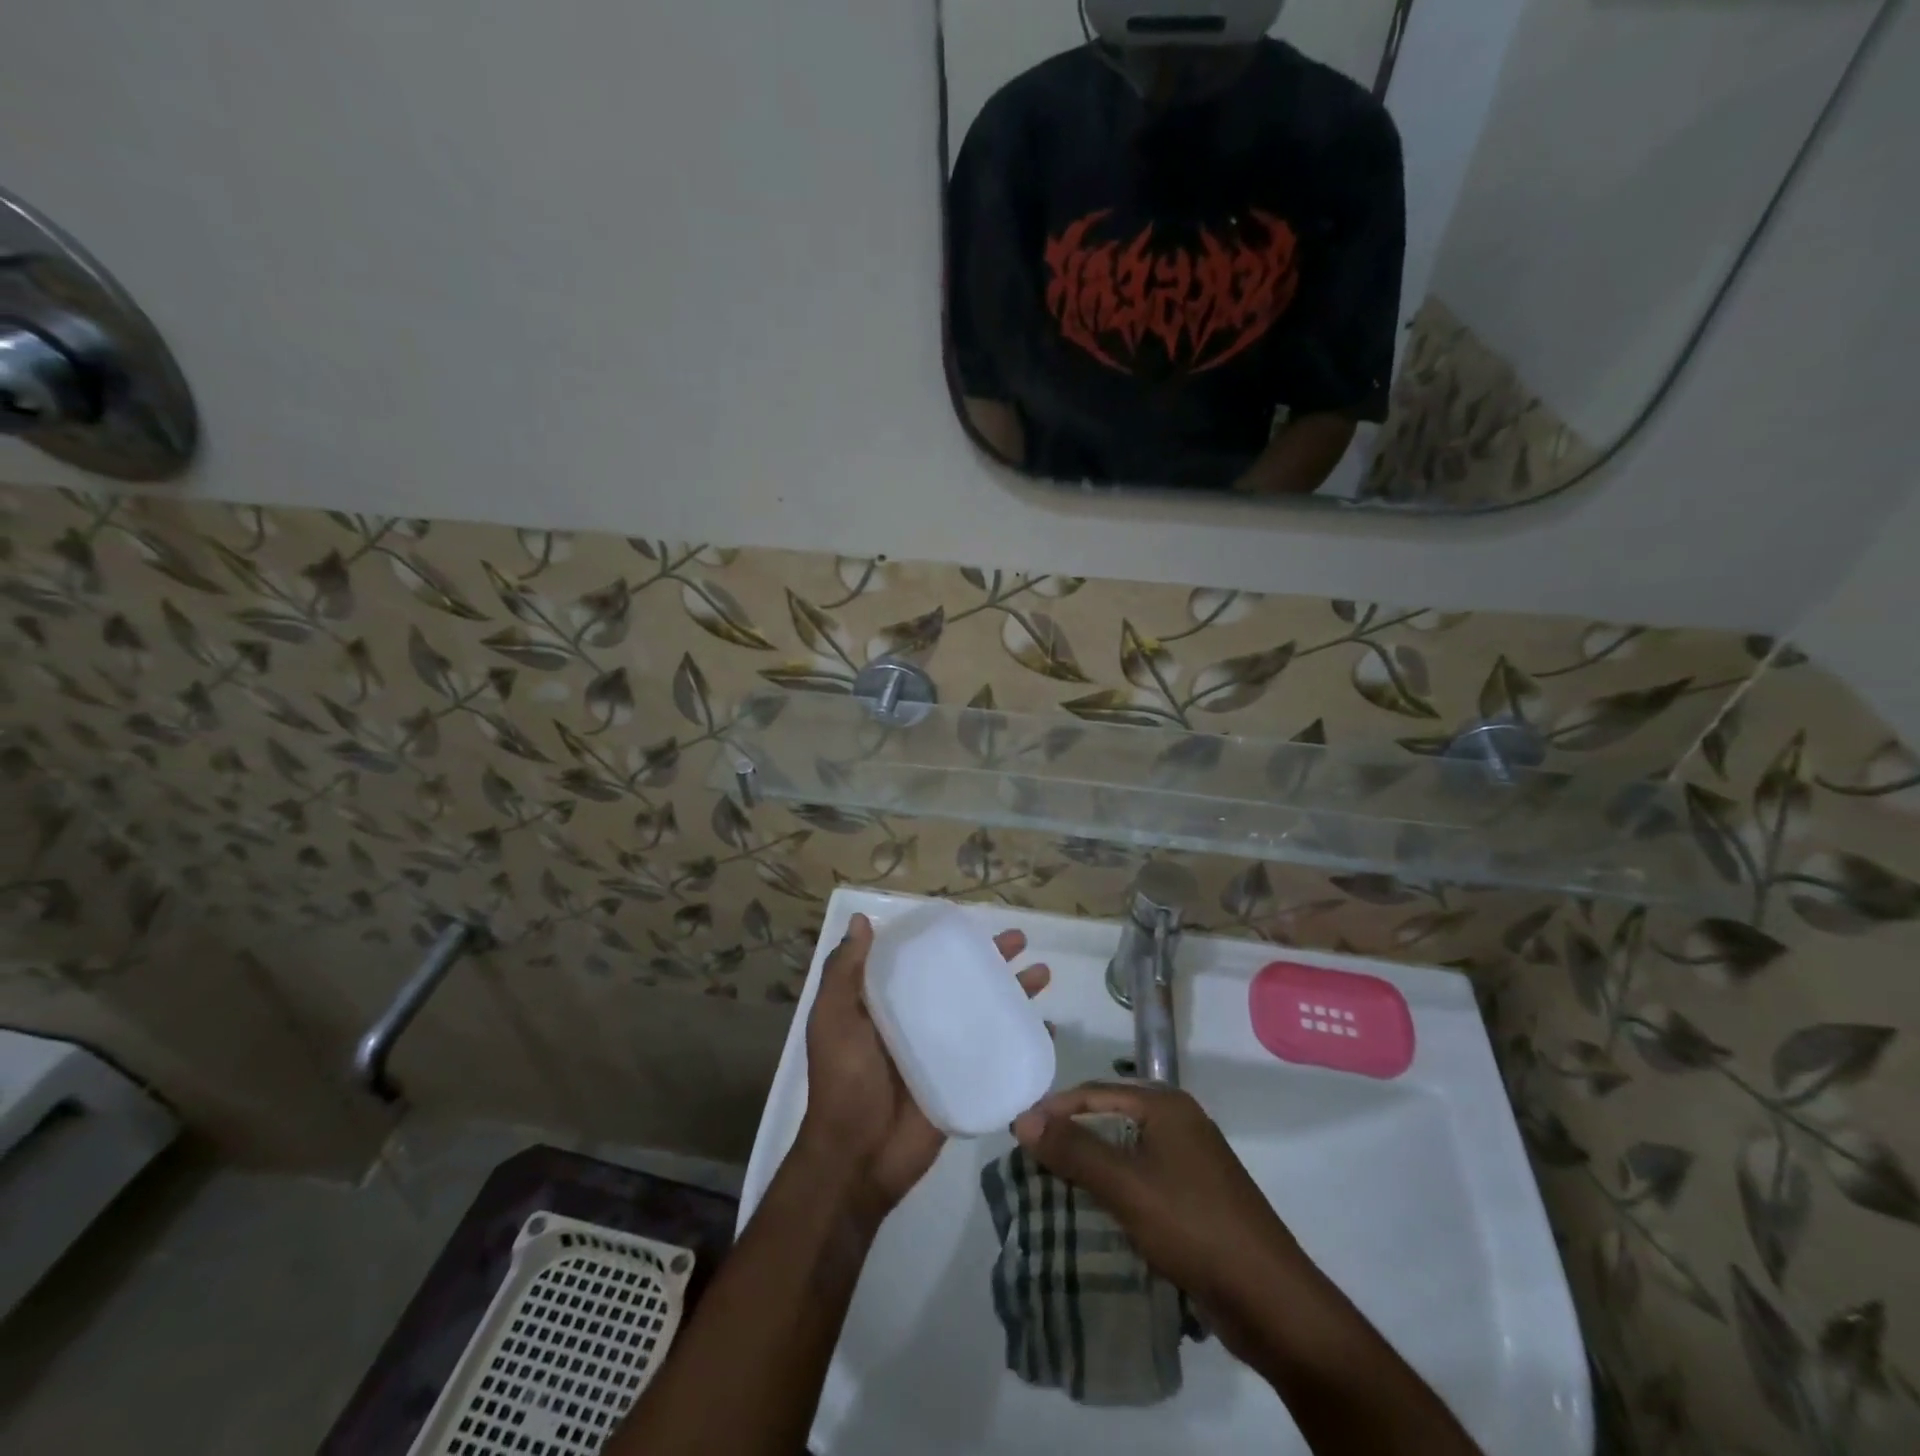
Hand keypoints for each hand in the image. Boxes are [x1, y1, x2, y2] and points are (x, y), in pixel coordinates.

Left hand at [800, 913, 1048, 1218]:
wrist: (858, 1157)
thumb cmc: (843, 1080)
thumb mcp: (832, 1018)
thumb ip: (844, 972)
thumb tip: (860, 921)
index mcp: (889, 1005)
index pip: (924, 962)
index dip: (948, 942)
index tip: (972, 924)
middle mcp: (920, 1023)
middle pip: (963, 982)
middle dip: (993, 961)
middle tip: (1021, 941)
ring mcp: (945, 1054)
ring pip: (987, 1014)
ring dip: (1016, 994)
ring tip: (1044, 975)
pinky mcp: (965, 1083)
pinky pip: (999, 1055)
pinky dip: (1024, 1042)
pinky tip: (1048, 1029)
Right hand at [1012, 1082, 1316, 1359]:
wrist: (1270, 1299)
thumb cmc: (1193, 1225)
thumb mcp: (1125, 1184)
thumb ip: (1073, 1149)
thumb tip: (1023, 1119)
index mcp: (1167, 1106)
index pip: (1096, 1092)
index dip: (1055, 1109)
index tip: (1018, 1132)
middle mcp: (1180, 1123)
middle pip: (1111, 1118)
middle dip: (1071, 1136)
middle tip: (1032, 1158)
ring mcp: (1192, 1161)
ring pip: (1127, 1151)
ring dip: (1091, 1164)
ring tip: (1054, 1184)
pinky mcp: (1197, 1198)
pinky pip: (1143, 1179)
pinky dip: (1115, 1188)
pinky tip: (1096, 1210)